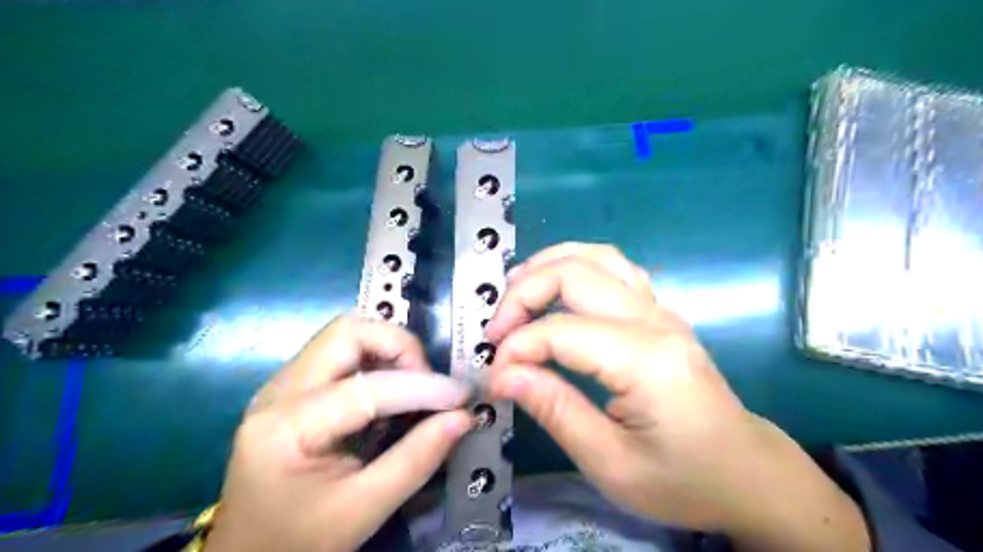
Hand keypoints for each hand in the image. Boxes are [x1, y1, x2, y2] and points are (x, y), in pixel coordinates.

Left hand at [206, 315, 471, 550]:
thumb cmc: (300, 542)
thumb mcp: (364, 509)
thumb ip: (418, 459)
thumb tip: (463, 417)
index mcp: (286, 429)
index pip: (366, 388)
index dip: (422, 387)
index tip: (461, 397)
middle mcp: (277, 392)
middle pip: (348, 333)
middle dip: (399, 347)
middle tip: (427, 382)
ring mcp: (281, 385)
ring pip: (344, 335)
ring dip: (387, 349)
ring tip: (413, 386)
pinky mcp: (292, 388)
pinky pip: (340, 353)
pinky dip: (375, 360)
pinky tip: (389, 392)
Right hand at [483, 243, 865, 551]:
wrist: (746, 471)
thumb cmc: (683, 479)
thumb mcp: (611, 463)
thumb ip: (555, 410)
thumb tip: (504, 375)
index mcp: (646, 360)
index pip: (561, 332)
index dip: (517, 348)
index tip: (494, 377)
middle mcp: (655, 320)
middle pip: (575, 273)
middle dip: (523, 294)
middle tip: (496, 330)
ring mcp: (660, 309)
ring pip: (596, 256)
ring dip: (547, 265)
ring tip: (514, 293)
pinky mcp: (659, 312)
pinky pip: (613, 268)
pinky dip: (574, 266)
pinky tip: (555, 290)